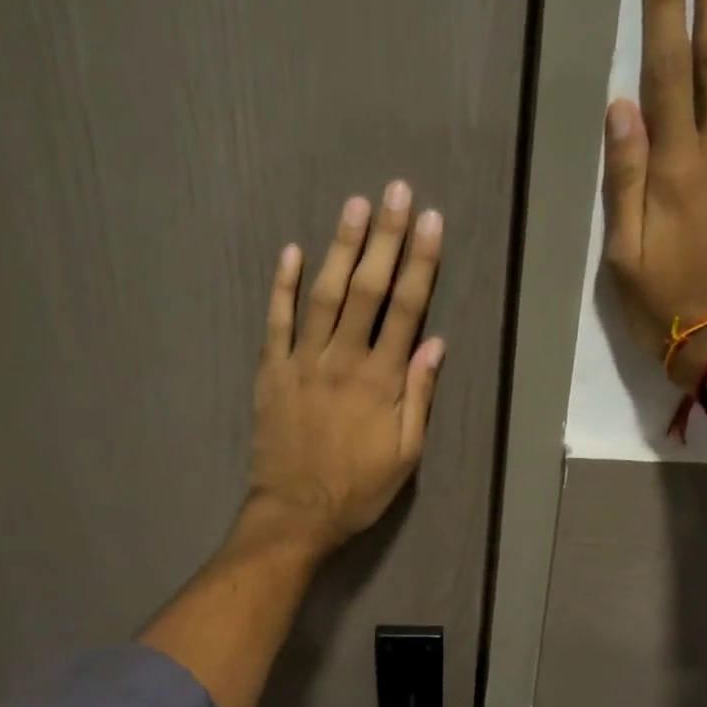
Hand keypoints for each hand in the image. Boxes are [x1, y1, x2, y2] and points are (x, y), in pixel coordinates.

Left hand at [245, 182, 445, 555]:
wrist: (296, 514)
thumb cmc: (358, 489)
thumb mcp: (406, 455)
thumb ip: (419, 397)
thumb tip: (435, 344)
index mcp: (381, 381)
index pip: (406, 310)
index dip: (420, 263)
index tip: (430, 221)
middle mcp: (343, 360)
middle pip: (368, 290)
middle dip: (384, 238)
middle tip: (395, 192)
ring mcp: (302, 362)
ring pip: (324, 295)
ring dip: (340, 249)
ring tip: (354, 206)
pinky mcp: (271, 372)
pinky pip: (275, 321)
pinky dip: (282, 285)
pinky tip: (292, 251)